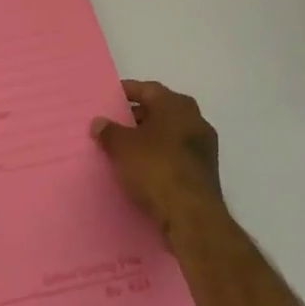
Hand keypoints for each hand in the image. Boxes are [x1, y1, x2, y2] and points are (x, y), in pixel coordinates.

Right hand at [93, 80, 225, 243]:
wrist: (192, 216)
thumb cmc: (156, 168)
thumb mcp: (122, 146)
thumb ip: (109, 131)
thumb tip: (99, 122)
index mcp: (176, 105)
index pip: (148, 89)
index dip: (127, 92)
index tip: (109, 99)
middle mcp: (195, 120)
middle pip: (161, 111)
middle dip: (137, 116)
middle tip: (114, 123)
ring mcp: (204, 148)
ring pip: (170, 135)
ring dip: (149, 139)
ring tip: (124, 148)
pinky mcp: (205, 173)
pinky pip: (176, 156)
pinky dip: (160, 158)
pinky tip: (142, 169)